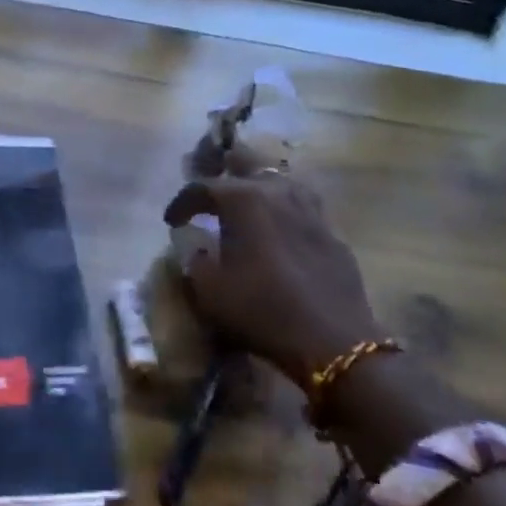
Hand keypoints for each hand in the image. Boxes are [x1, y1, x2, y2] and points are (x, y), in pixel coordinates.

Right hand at [164, 173, 381, 385]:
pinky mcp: (332, 232)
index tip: (172, 221)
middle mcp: (277, 192)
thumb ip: (194, 260)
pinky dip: (285, 208)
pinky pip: (302, 206)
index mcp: (243, 199)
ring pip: (279, 179)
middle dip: (225, 170)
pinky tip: (281, 227)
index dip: (182, 202)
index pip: (202, 187)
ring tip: (247, 203)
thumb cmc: (262, 310)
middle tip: (212, 190)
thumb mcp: (210, 291)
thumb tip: (195, 246)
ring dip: (258, 185)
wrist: (333, 342)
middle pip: (247, 163)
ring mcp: (310, 209)